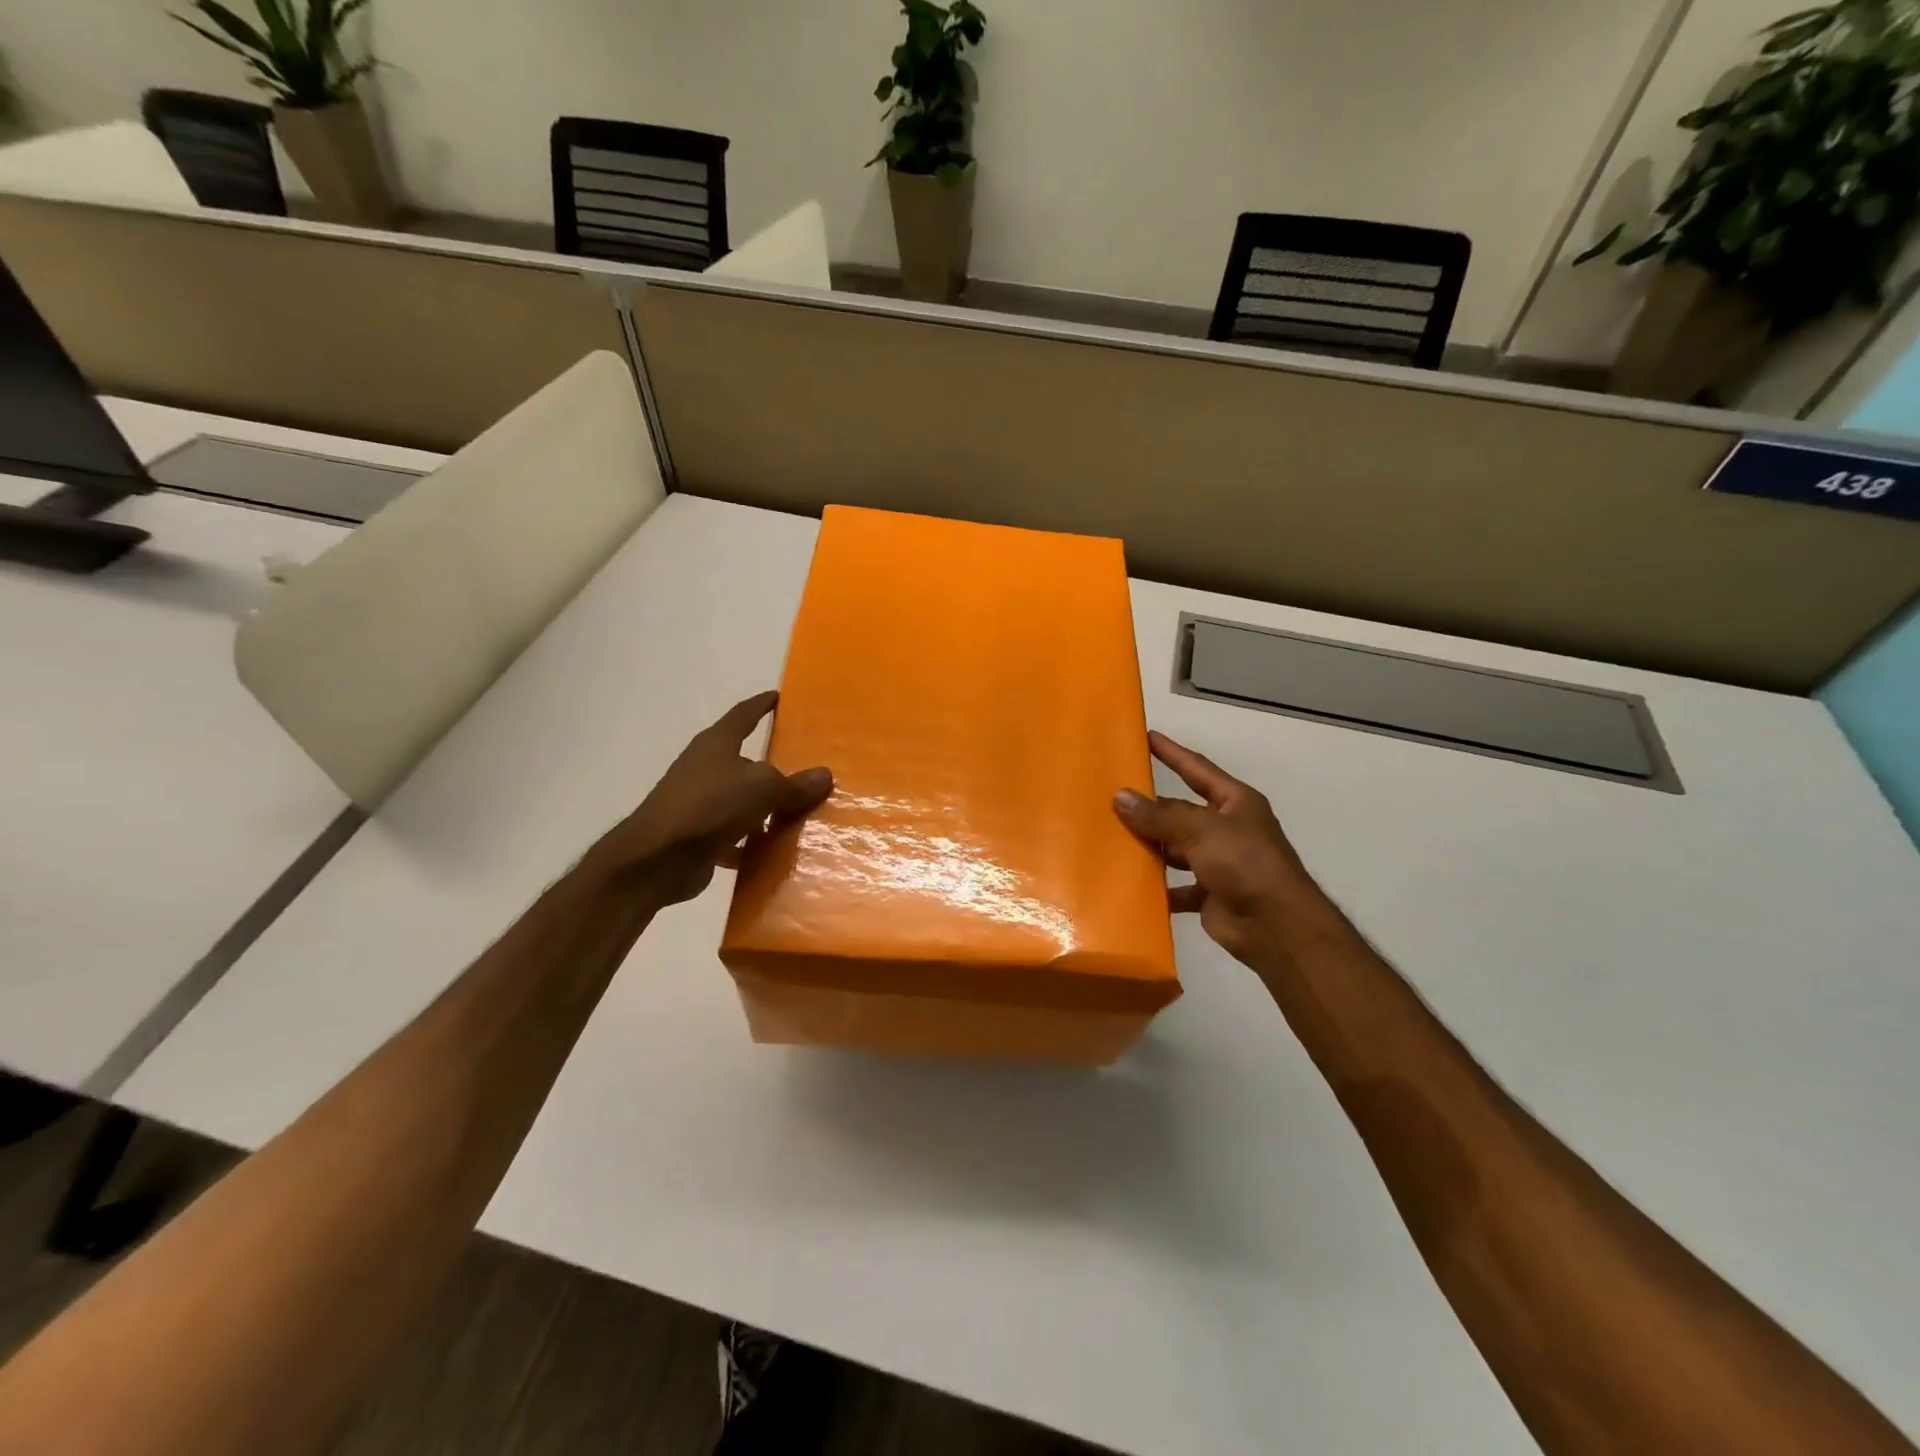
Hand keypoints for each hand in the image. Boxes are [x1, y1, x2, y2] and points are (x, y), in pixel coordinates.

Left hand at [590, 691, 832, 907]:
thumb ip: (794, 784)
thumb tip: (824, 775)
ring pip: (742, 800)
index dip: (762, 705)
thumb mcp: (763, 788)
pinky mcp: (699, 835)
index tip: (779, 697)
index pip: (743, 715)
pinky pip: (736, 834)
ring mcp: (700, 802)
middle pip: (745, 760)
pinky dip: (754, 841)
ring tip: (802, 812)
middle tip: (806, 764)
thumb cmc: (710, 806)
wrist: (657, 859)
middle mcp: (706, 767)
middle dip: (773, 764)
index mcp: (717, 744)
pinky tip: (777, 850)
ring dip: (766, 807)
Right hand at [1113, 731, 1319, 970]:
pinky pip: (1176, 885)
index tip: (1147, 736)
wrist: (1276, 926)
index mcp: (1235, 803)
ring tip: (1112, 839)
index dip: (1172, 753)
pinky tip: (1130, 883)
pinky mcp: (1209, 893)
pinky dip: (1158, 886)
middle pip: (1181, 812)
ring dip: (1151, 847)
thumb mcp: (1201, 830)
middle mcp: (1227, 828)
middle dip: (1151, 809)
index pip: (1197, 769)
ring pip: (1176, 848)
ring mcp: (1219, 862)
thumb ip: (1159, 816)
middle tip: (1110, 798)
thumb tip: (1120, 797)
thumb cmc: (1245, 863)